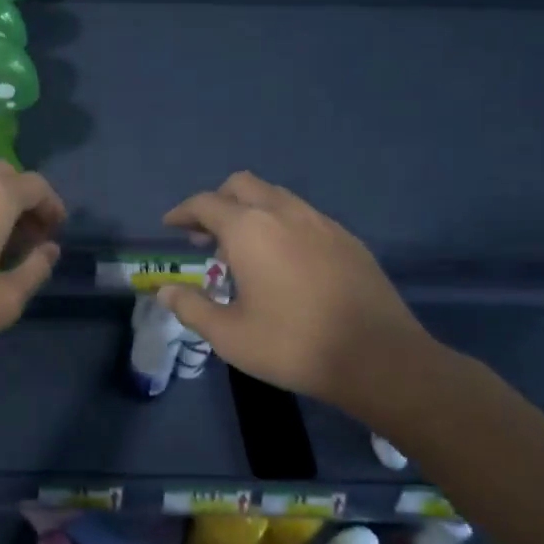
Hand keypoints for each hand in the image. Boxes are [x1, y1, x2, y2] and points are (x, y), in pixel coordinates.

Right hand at [157, 172, 439, 413]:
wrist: (378, 358)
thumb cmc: (292, 344)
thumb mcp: (229, 335)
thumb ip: (192, 308)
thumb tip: (165, 291)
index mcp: (249, 230)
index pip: (205, 203)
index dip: (183, 212)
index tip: (171, 226)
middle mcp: (284, 213)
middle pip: (241, 185)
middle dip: (217, 202)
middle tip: (205, 236)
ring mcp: (321, 223)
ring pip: (276, 196)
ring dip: (251, 211)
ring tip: (244, 251)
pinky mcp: (347, 239)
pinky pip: (303, 215)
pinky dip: (281, 224)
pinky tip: (285, 261)